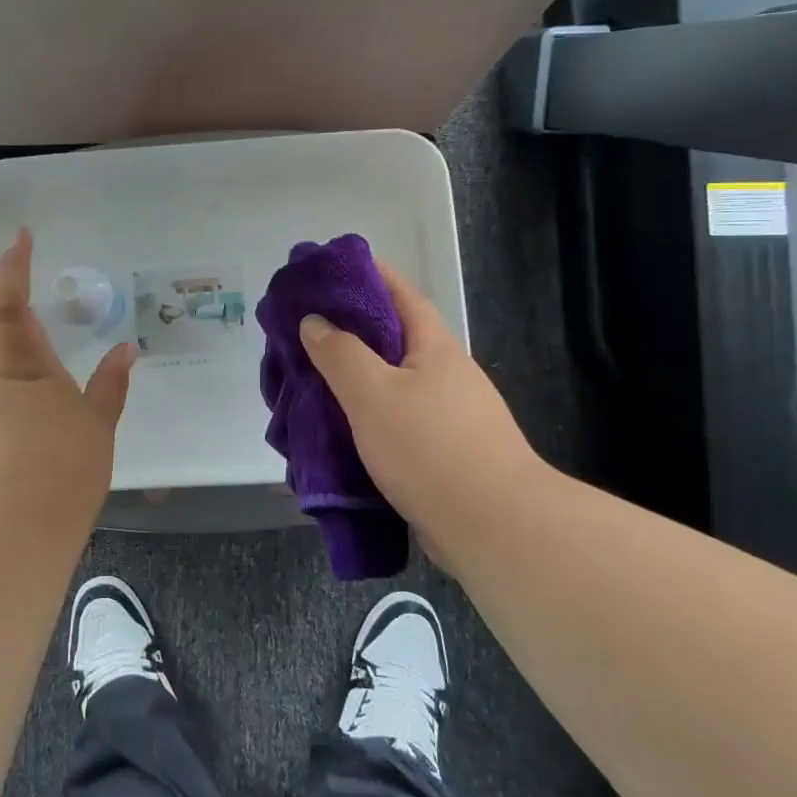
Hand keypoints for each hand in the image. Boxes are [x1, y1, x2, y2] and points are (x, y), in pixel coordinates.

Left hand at [0, 229, 135, 523]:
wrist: (8, 533)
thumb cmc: (60, 469)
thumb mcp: (96, 425)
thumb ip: (110, 385)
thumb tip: (126, 351)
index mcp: (19, 363)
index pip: (8, 300)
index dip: (12, 266)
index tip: (21, 237)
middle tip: (14, 266)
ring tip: (13, 308)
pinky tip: (9, 363)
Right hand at [299, 260, 545, 533]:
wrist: (493, 528)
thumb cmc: (430, 447)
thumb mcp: (373, 393)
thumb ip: (339, 353)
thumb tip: (315, 321)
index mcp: (434, 347)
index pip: (399, 293)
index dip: (366, 273)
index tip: (328, 267)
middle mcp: (444, 374)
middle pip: (392, 339)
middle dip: (348, 331)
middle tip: (303, 331)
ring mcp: (447, 415)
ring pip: (389, 385)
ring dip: (352, 380)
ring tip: (308, 383)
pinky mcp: (442, 453)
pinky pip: (393, 422)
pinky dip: (362, 419)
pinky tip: (336, 433)